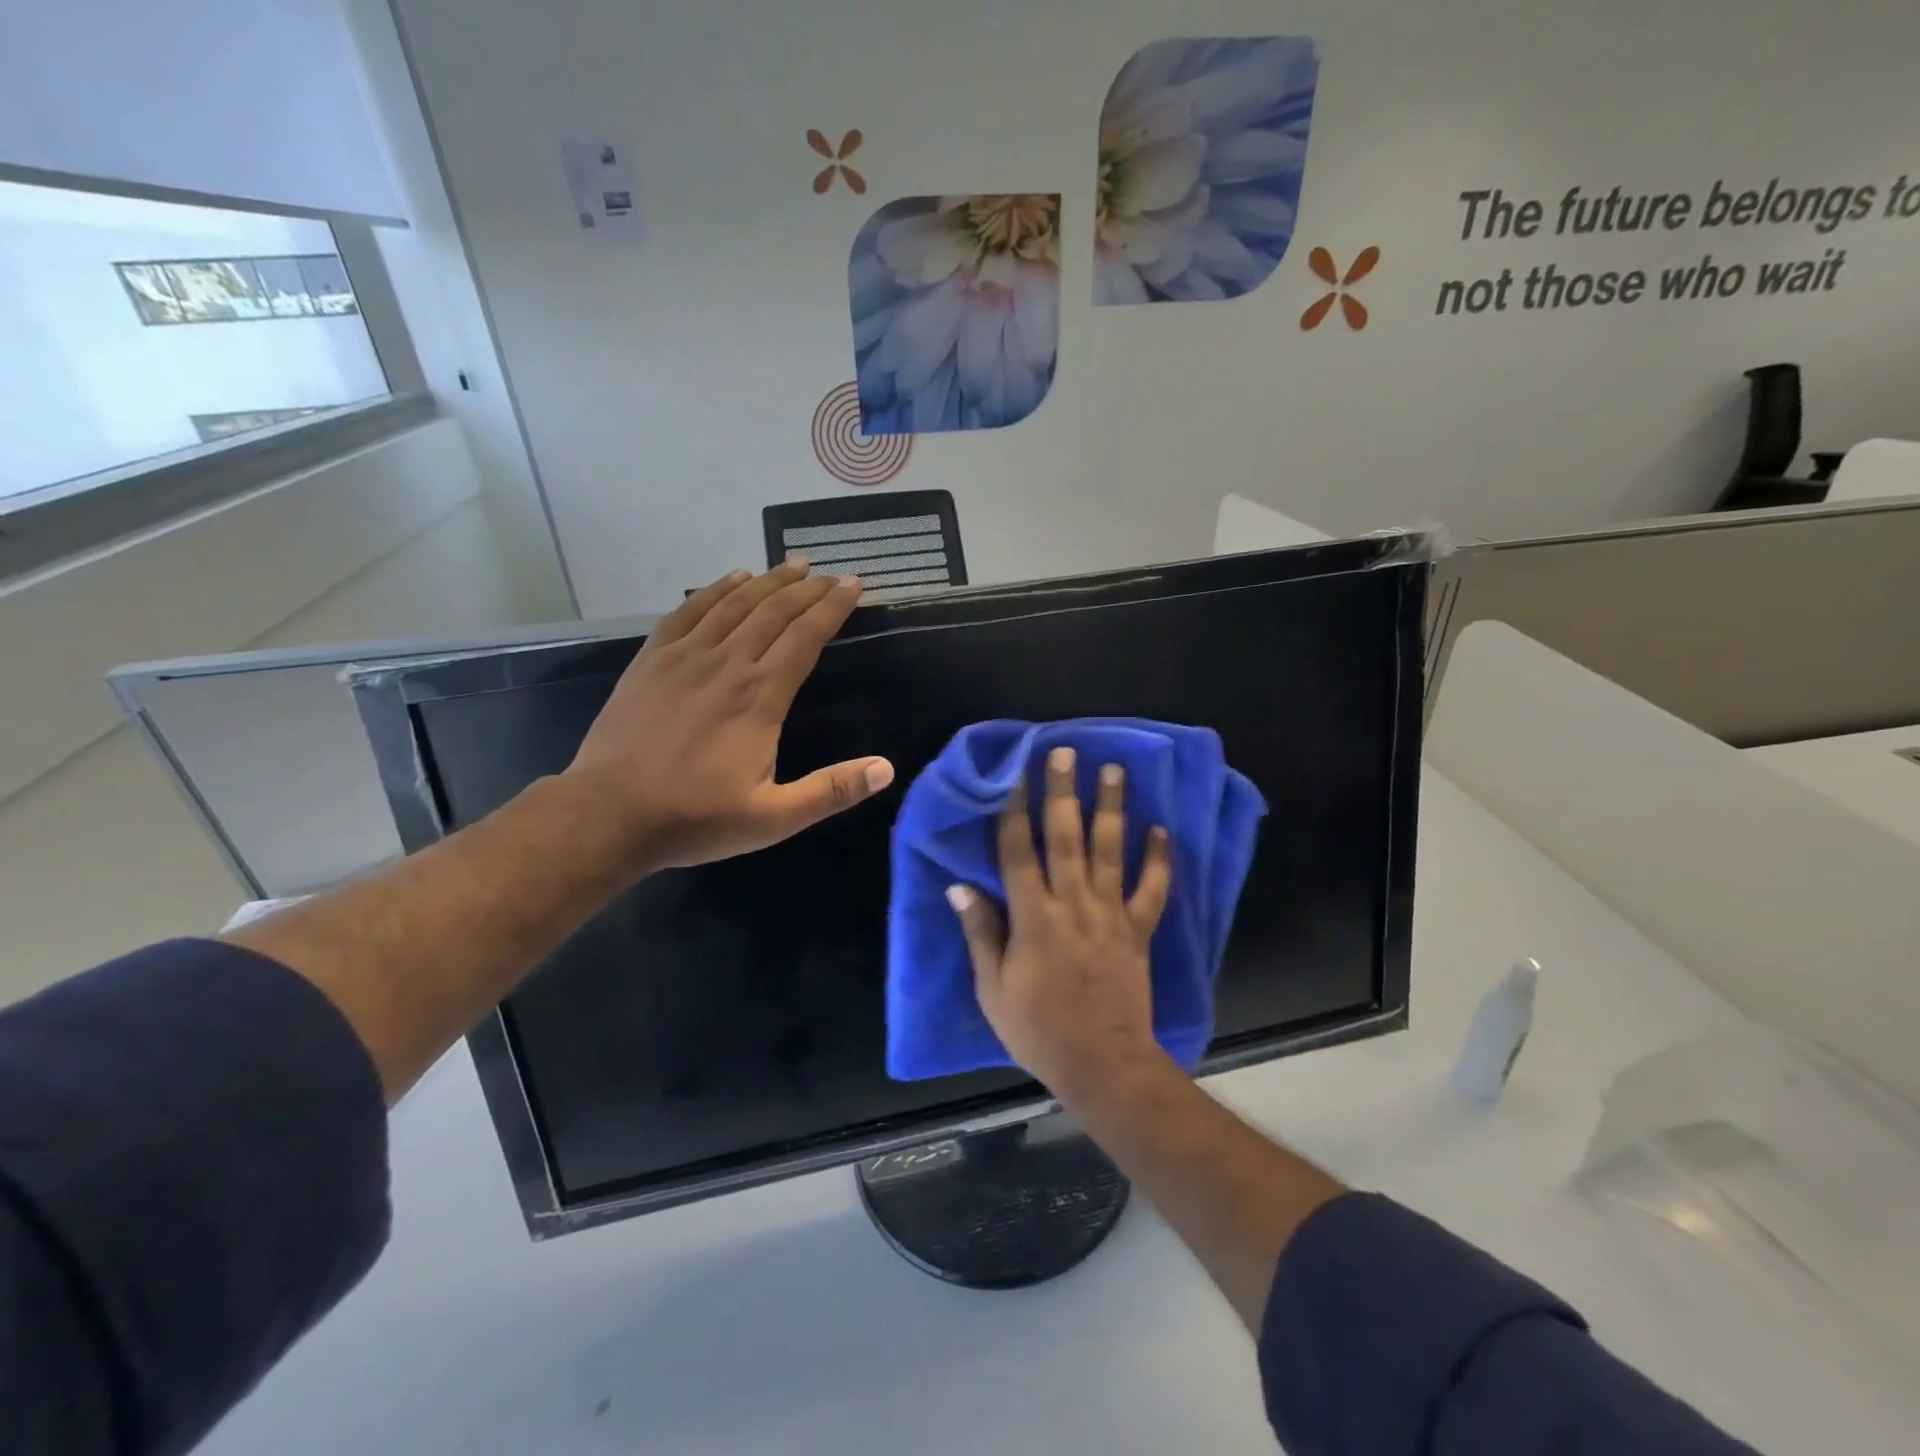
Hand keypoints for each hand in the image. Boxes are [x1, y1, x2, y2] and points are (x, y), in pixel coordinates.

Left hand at [564, 560, 893, 873]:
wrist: (609, 814)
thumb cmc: (696, 817)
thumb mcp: (774, 818)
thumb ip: (831, 791)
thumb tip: (886, 769)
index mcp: (760, 697)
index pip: (806, 637)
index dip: (832, 608)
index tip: (853, 585)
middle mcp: (727, 663)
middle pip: (774, 611)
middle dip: (807, 588)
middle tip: (830, 573)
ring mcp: (685, 657)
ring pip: (734, 604)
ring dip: (768, 581)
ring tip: (793, 565)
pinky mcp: (652, 660)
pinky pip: (688, 611)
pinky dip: (714, 589)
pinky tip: (732, 579)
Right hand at [947, 746, 1173, 1104]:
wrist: (1101, 1064)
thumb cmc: (1038, 1028)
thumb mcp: (993, 988)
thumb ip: (980, 932)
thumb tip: (958, 887)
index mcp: (1033, 917)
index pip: (1018, 851)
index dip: (1014, 810)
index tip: (1014, 775)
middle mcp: (1073, 903)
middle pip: (1066, 836)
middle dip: (1063, 791)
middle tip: (1065, 752)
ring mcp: (1110, 914)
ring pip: (1110, 850)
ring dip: (1111, 808)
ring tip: (1114, 770)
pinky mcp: (1138, 930)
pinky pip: (1152, 889)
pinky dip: (1159, 859)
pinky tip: (1160, 829)